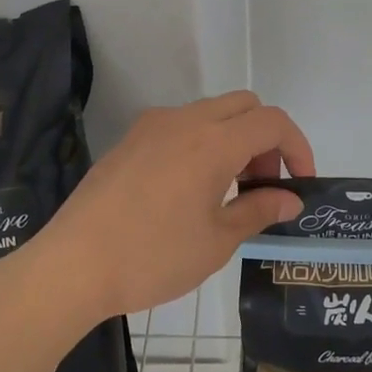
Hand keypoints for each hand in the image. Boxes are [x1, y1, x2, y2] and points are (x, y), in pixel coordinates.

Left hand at [39, 91, 314, 320]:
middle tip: (262, 187)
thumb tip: (291, 200)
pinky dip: (203, 143)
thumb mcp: (217, 241)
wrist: (72, 265)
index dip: (297, 147)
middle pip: (245, 106)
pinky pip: (181, 126)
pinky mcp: (130, 140)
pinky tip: (189, 190)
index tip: (299, 184)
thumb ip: (259, 211)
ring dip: (234, 139)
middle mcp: (185, 120)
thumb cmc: (152, 257)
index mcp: (213, 141)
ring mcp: (152, 126)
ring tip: (228, 192)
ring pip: (212, 112)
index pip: (272, 122)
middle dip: (266, 140)